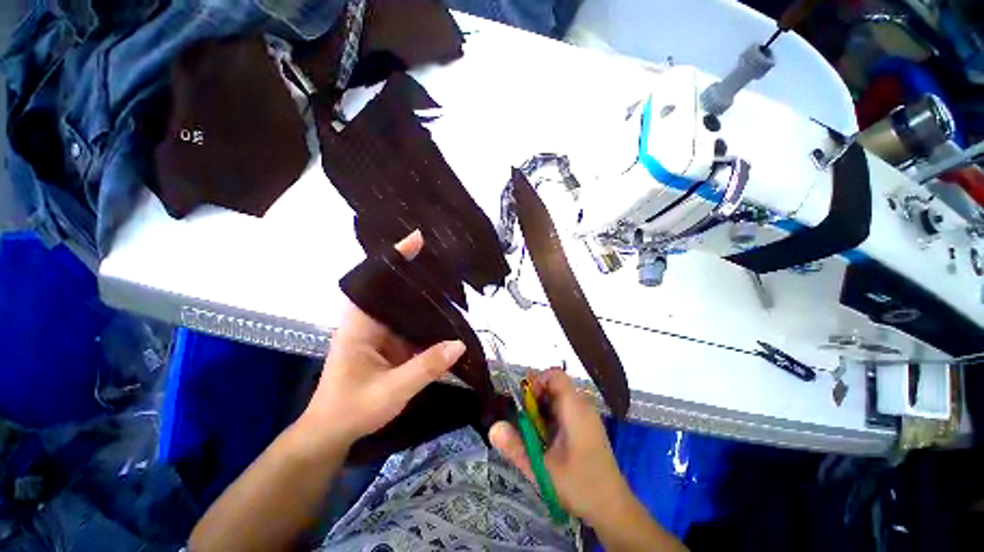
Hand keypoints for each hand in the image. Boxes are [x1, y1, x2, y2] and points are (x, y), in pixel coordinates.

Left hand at [296, 230, 465, 449]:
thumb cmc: (352, 410)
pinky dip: (429, 319)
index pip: (374, 281)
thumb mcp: (390, 390)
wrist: (334, 433)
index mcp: (359, 324)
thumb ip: (425, 367)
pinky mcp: (392, 343)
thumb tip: (460, 344)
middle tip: (446, 261)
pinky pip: (413, 324)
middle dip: (417, 272)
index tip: (418, 240)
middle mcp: (370, 321)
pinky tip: (448, 317)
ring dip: (426, 296)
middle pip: (393, 288)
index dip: (394, 259)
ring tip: (452, 283)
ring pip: (406, 306)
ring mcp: (382, 332)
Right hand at [489, 369, 631, 525]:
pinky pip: (565, 409)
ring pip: (559, 397)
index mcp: (575, 408)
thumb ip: (516, 447)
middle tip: (526, 422)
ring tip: (535, 433)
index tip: (525, 403)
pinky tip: (548, 439)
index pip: (556, 375)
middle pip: (555, 385)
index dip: (537, 381)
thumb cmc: (579, 486)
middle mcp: (582, 406)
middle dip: (536, 399)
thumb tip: (492, 427)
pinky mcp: (587, 425)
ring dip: (543, 409)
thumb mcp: (542, 469)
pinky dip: (552, 416)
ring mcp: (587, 415)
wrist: (613, 508)